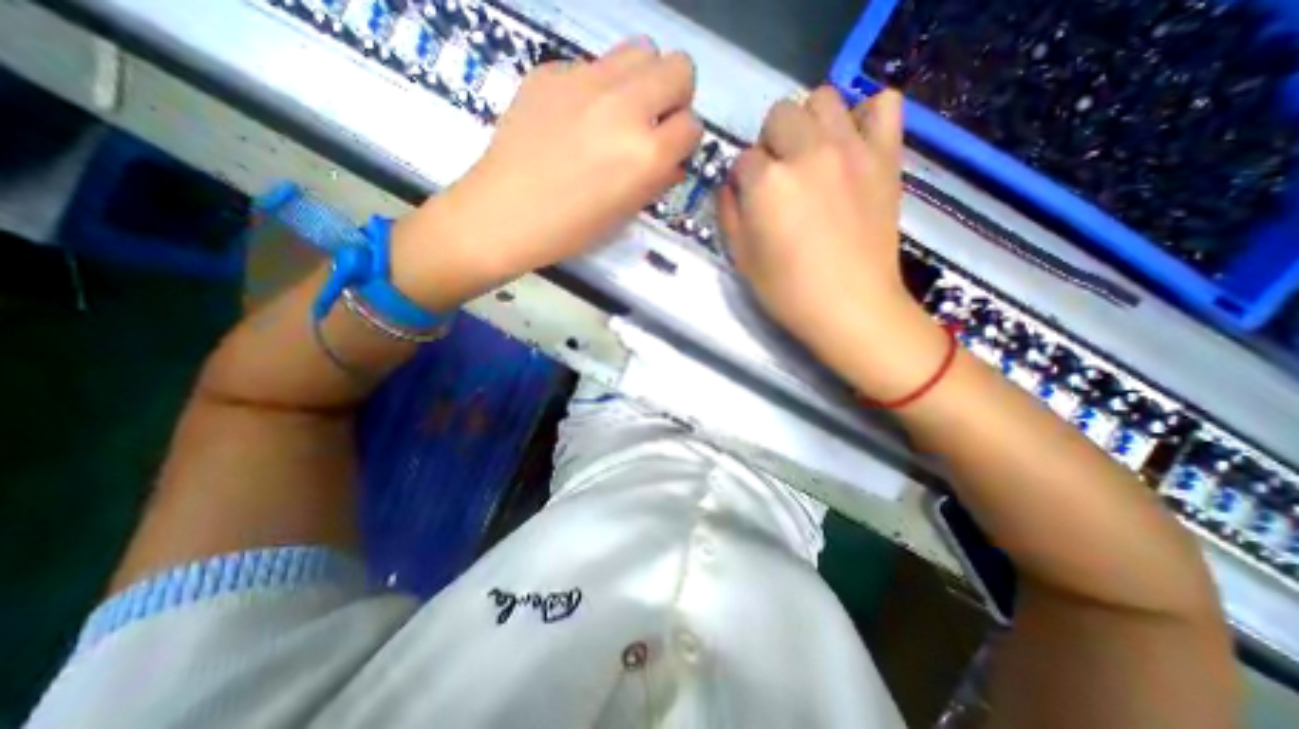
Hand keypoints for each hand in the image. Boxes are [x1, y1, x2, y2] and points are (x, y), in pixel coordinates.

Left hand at [394, 36, 701, 306]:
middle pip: (680, 67)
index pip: (693, 125)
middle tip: (653, 122)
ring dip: (642, 80)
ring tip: (619, 112)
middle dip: (675, 96)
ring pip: (641, 50)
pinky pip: (593, 65)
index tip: (669, 151)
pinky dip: (596, 88)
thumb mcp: (625, 212)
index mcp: (646, 153)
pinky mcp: (552, 70)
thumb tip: (673, 160)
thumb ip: (657, 180)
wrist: (505, 213)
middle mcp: (625, 107)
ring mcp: (586, 80)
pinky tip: (574, 117)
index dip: (684, 141)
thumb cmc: (571, 228)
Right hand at [721, 87, 945, 400]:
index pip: (743, 158)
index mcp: (766, 183)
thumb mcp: (741, 258)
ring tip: (812, 156)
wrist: (850, 307)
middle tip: (779, 177)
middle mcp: (806, 153)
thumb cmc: (788, 291)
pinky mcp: (885, 156)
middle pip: (779, 115)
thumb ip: (729, 212)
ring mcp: (851, 149)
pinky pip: (882, 104)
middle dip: (771, 144)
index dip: (743, 180)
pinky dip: (866, 116)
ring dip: (809, 122)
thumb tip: (733, 185)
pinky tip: (854, 144)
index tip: (751, 200)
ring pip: (823, 98)